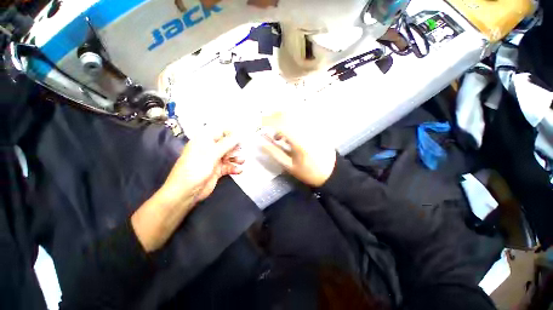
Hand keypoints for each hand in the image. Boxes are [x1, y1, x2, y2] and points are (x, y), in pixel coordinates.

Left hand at [163, 132, 244, 202]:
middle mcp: (209, 149)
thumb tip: (238, 135)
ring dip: (236, 158)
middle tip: (242, 150)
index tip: (241, 137)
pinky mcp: (217, 170)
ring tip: (241, 161)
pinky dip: (234, 168)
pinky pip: (228, 166)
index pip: (220, 131)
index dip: (231, 133)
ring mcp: (213, 160)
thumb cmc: (195, 169)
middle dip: (235, 147)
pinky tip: (238, 170)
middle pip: (226, 144)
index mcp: (204, 140)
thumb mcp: (211, 154)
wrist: (186, 192)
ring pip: (229, 155)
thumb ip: (227, 144)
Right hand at [261, 114, 335, 186]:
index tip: (261, 123)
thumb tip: (261, 143)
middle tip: (268, 124)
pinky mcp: (319, 128)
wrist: (331, 173)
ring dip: (284, 117)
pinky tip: (291, 128)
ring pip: (296, 114)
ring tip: (280, 130)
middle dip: (275, 116)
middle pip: (289, 115)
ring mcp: (314, 128)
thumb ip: (275, 153)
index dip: (269, 121)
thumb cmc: (308, 172)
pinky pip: (304, 117)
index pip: (282, 125)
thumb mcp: (289, 166)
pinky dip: (294, 119)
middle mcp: (307, 132)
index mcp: (299, 143)